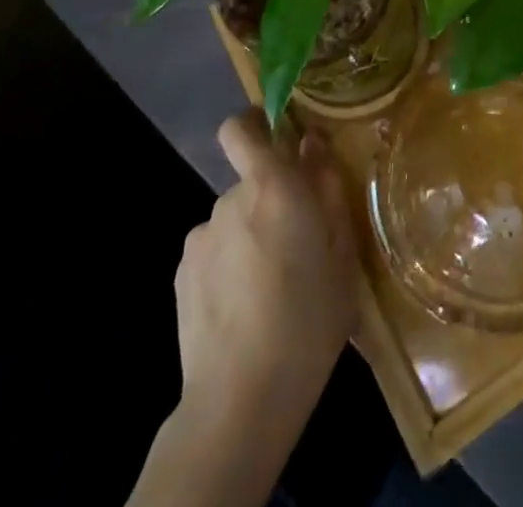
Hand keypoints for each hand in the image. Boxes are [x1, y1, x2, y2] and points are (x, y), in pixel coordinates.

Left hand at [174, 112, 358, 444]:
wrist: (240, 399)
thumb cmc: (308, 318)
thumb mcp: (341, 252)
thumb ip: (328, 188)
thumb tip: (312, 144)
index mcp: (272, 186)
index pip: (240, 128)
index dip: (253, 123)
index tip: (276, 135)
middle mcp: (229, 200)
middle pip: (249, 182)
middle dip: (270, 200)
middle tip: (297, 245)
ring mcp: (200, 239)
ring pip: (233, 221)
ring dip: (251, 236)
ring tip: (271, 287)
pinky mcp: (182, 276)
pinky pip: (214, 252)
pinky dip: (229, 265)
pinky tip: (244, 307)